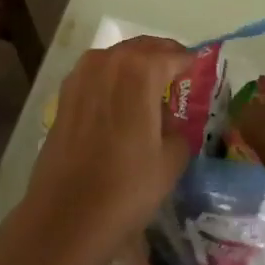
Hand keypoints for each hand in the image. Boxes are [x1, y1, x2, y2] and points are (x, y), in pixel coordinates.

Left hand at [17, 37, 192, 264]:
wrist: (66, 216)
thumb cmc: (126, 188)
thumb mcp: (171, 161)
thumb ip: (178, 130)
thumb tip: (170, 123)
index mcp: (140, 70)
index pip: (173, 55)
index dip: (189, 63)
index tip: (199, 73)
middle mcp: (108, 61)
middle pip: (142, 49)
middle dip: (162, 58)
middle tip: (178, 78)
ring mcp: (81, 75)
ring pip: (117, 58)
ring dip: (135, 67)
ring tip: (151, 90)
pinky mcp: (64, 94)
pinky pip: (97, 75)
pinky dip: (112, 80)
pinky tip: (121, 103)